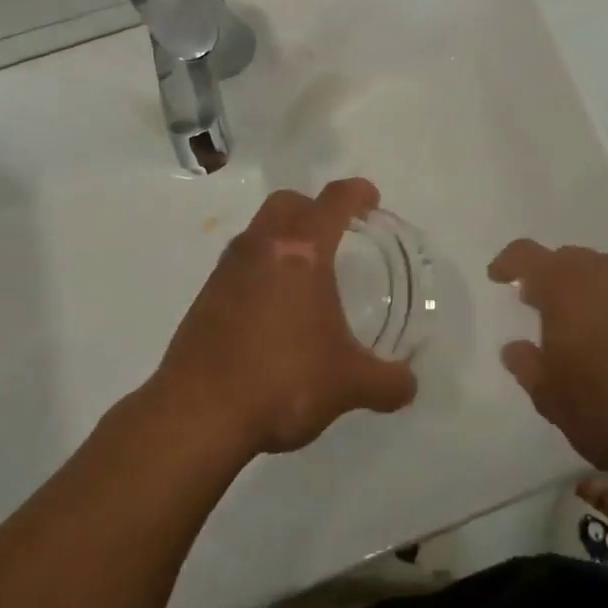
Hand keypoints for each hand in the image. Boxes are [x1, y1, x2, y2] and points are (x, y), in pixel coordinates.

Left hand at [153, 178, 417, 459]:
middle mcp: (263, 245)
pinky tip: (273, 309)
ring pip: (260, 229)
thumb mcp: (347, 384)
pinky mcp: (206, 294)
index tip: (372, 201)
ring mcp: (229, 267)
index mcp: (302, 249)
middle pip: (289, 202)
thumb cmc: (283, 380)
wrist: (197, 414)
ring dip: (284, 237)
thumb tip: (409, 384)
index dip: (358, 193)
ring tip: (305, 275)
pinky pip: (240, 262)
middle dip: (314, 208)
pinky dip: (260, 269)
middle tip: (336, 236)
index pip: (335, 200)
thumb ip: (386, 382)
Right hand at [490, 240, 607, 485]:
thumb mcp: (553, 399)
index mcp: (564, 286)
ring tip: (576, 323)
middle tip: (535, 305)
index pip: (526, 255)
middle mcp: (600, 271)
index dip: (508, 262)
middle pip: (565, 259)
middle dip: (546, 277)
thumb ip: (527, 367)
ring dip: (581, 288)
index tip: (497, 277)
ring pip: (598, 271)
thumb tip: (515, 347)